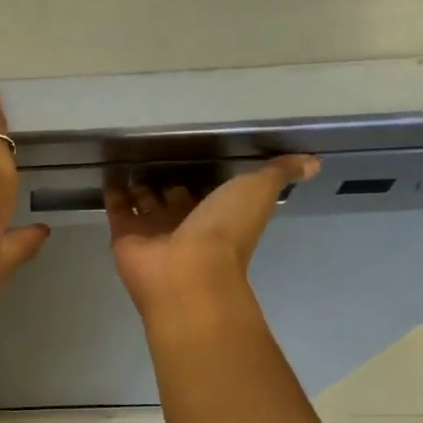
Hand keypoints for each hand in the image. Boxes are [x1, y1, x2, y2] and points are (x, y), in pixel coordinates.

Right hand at [106, 155, 319, 319]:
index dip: (204, 174)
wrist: (186, 272)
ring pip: (144, 202)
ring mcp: (153, 231)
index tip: (195, 150)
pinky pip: (117, 207)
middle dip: (167, 179)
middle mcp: (186, 223)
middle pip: (174, 197)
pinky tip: (108, 169)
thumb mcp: (258, 192)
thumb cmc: (224, 231)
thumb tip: (314, 162)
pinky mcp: (124, 234)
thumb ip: (278, 173)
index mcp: (217, 214)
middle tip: (154, 153)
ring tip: (128, 157)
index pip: (209, 190)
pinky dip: (113, 190)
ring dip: (139, 184)